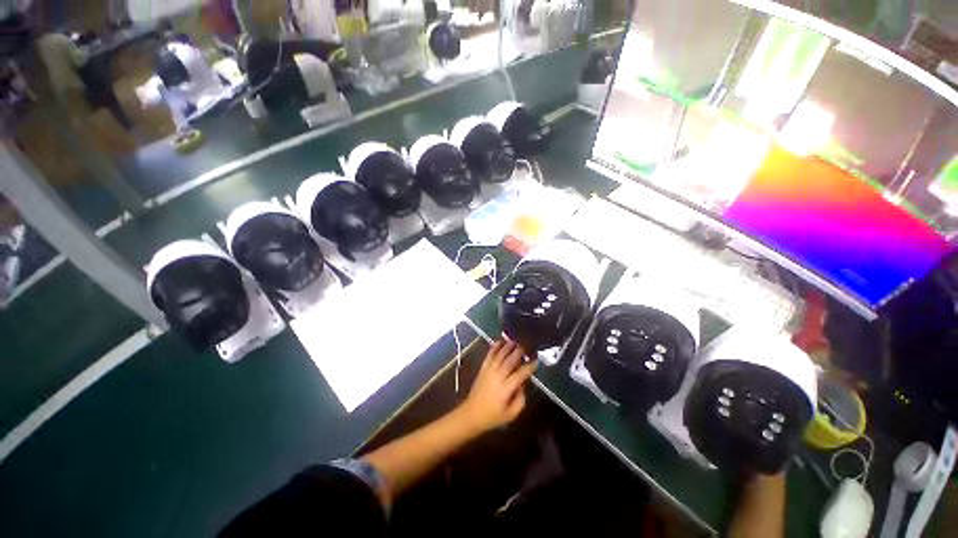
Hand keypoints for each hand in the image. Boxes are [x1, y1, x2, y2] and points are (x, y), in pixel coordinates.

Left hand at [458, 339, 536, 434]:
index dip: (528, 367)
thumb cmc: (492, 417)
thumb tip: (522, 386)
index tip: (536, 361)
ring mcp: (488, 371)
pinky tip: (499, 341)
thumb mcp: (511, 415)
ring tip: (515, 341)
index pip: (519, 374)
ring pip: (499, 356)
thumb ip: (520, 400)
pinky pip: (489, 355)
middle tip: (526, 346)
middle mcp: (497, 377)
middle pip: (509, 361)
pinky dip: (494, 347)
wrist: (471, 414)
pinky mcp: (482, 369)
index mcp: (505, 390)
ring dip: (507, 347)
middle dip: (518, 353)